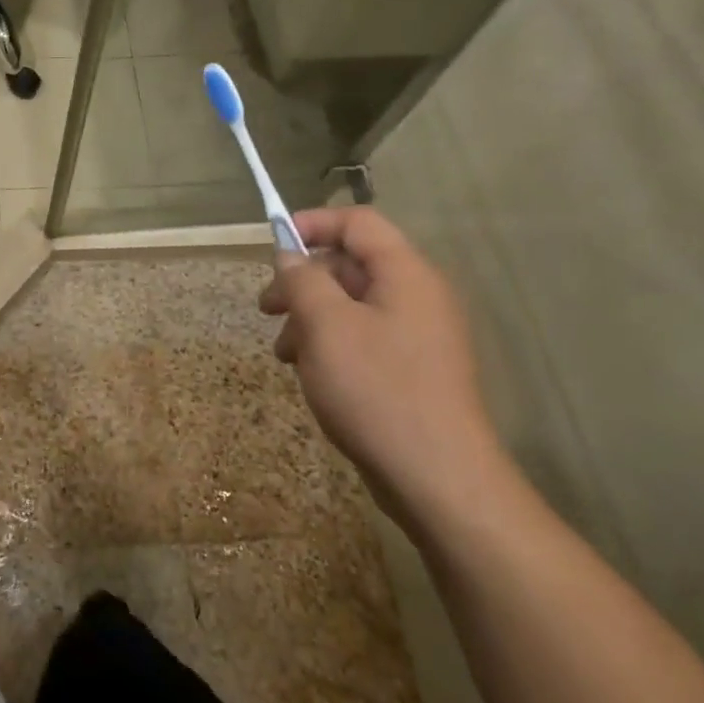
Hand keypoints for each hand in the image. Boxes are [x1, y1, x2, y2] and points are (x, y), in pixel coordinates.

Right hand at [259, 207, 509, 533]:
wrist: (437, 479)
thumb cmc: (377, 389)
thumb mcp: (326, 326)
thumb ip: (303, 279)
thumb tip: (290, 255)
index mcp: (406, 275)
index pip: (358, 223)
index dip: (312, 223)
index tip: (272, 245)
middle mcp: (417, 297)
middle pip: (350, 265)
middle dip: (302, 281)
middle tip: (266, 308)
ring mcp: (416, 336)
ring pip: (350, 305)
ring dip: (309, 318)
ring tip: (283, 352)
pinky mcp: (410, 369)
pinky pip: (361, 337)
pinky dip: (328, 344)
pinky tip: (308, 373)